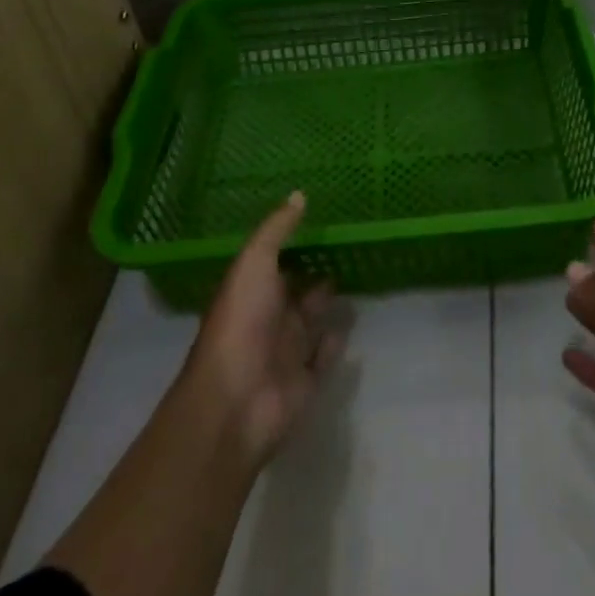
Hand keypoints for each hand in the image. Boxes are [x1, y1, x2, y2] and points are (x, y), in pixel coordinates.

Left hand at [181, 191, 345, 465]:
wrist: (235, 401)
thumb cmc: (242, 322)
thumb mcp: (254, 263)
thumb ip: (277, 230)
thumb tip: (299, 194)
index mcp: (252, 290)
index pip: (276, 263)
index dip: (296, 245)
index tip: (325, 222)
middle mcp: (269, 319)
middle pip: (297, 292)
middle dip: (318, 273)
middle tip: (350, 249)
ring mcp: (286, 352)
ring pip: (312, 322)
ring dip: (329, 305)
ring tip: (359, 279)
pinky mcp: (304, 382)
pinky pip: (324, 357)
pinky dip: (335, 342)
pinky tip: (349, 324)